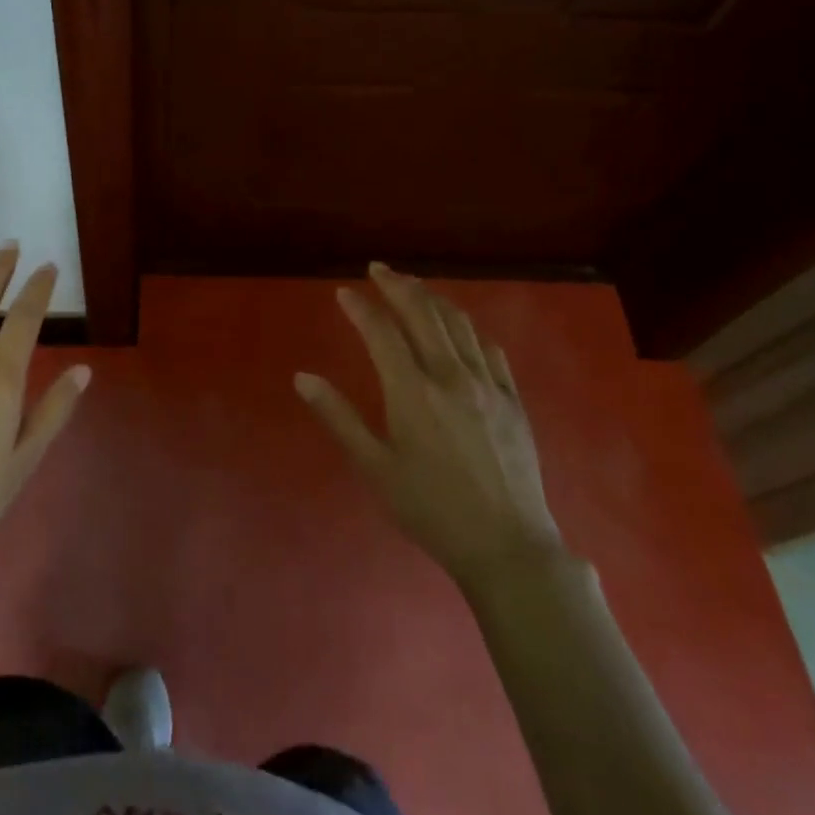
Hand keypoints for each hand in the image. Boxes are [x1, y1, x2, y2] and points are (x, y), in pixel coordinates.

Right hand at [294, 263, 561, 579]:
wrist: (507, 546)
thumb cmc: (431, 509)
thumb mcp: (375, 467)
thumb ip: (338, 417)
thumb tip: (302, 377)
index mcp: (412, 392)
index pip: (382, 332)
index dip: (361, 308)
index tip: (345, 291)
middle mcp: (450, 376)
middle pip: (422, 314)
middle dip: (398, 286)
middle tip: (379, 269)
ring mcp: (486, 384)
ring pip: (458, 324)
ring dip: (432, 298)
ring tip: (414, 287)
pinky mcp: (512, 398)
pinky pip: (489, 348)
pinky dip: (468, 328)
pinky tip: (460, 327)